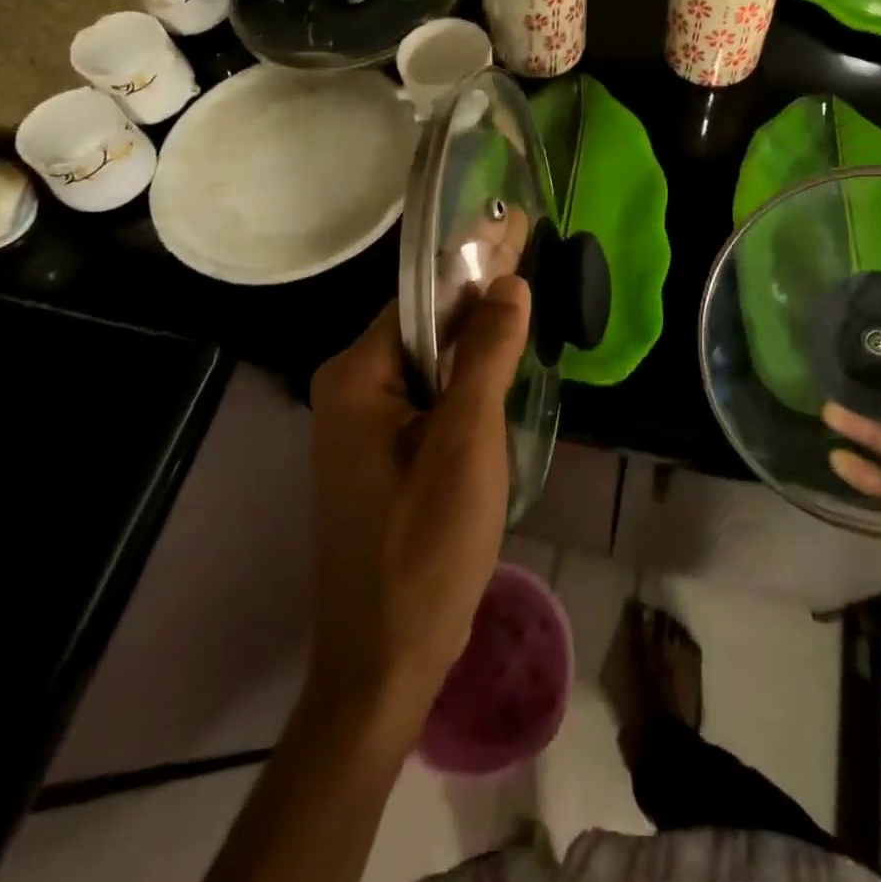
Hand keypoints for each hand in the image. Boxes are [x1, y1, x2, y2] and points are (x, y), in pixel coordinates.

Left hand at [304, 277, 530, 737]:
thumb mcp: (465, 442)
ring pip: (431, 360)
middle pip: (426, 324)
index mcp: (356, 375)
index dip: (474, 262)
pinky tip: (503, 358)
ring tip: (526, 289)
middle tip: (529, 245)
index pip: (422, 297)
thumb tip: (509, 282)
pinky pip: (430, 394)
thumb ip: (486, 356)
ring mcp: (364, 423)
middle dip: (479, 290)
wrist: (386, 658)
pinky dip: (468, 374)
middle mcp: (350, 388)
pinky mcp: (383, 452)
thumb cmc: (424, 546)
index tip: (516, 223)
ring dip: (478, 334)